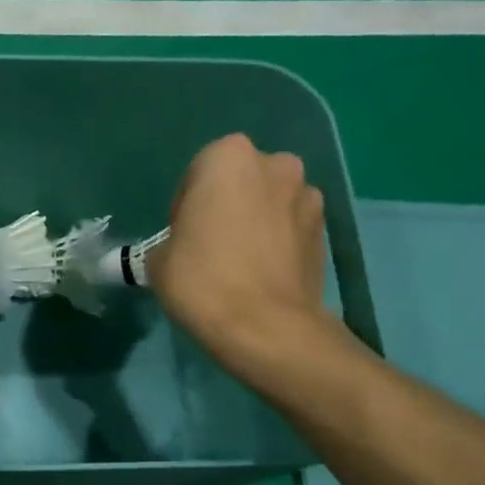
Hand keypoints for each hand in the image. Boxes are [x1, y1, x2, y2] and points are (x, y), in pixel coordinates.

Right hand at [150, 134, 337, 384]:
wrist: (264, 326)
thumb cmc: (202, 280)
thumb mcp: (158, 259)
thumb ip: (171, 239)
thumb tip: (182, 247)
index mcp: (228, 157)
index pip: (198, 171)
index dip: (186, 204)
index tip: (182, 235)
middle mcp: (275, 164)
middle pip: (241, 181)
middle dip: (228, 204)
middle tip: (211, 244)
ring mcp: (308, 196)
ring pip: (271, 202)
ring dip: (257, 221)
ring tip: (240, 263)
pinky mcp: (326, 231)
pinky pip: (291, 229)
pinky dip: (278, 242)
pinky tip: (263, 275)